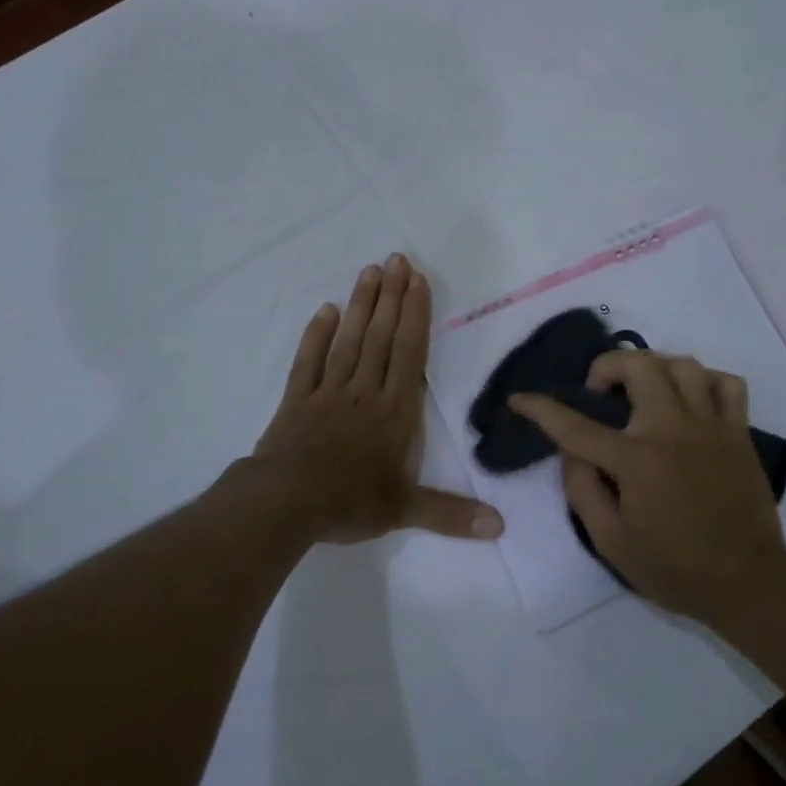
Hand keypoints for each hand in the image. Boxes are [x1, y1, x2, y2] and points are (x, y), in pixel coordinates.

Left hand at [254, 254, 503, 544]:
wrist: (285, 503)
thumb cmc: (349, 502)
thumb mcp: (404, 511)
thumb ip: (451, 514)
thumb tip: (500, 527)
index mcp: (394, 412)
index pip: (409, 353)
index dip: (415, 315)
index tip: (417, 280)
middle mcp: (365, 392)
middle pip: (380, 336)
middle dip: (391, 297)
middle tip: (396, 258)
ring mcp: (328, 392)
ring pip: (349, 340)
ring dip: (360, 305)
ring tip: (369, 271)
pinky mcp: (297, 399)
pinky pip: (309, 360)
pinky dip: (317, 335)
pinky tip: (325, 310)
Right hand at [510, 352, 785, 624]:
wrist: (749, 583)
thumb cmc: (675, 568)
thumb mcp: (611, 543)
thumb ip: (583, 492)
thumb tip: (570, 454)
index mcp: (636, 461)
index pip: (575, 426)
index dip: (541, 408)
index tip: (520, 399)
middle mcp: (672, 431)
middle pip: (637, 365)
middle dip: (606, 367)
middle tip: (600, 394)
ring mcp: (711, 426)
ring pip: (682, 364)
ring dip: (653, 368)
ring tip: (643, 392)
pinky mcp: (739, 432)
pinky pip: (727, 383)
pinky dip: (705, 381)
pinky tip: (690, 401)